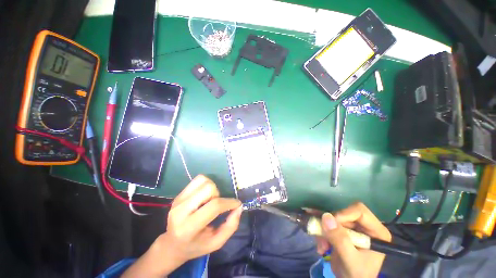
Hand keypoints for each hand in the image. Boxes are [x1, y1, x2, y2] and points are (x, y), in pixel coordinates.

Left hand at [122, 175, 241, 276]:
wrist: (172, 245)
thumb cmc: (195, 246)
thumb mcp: (216, 243)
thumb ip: (230, 226)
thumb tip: (239, 207)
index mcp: (189, 227)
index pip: (213, 206)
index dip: (229, 202)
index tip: (237, 204)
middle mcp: (181, 210)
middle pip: (208, 188)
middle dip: (218, 195)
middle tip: (216, 206)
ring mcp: (178, 200)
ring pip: (203, 180)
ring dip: (212, 189)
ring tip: (209, 201)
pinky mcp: (179, 194)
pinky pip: (198, 180)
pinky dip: (206, 184)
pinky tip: (204, 197)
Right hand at [316, 202, 391, 277]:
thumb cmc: (357, 275)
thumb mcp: (349, 259)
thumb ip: (340, 239)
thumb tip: (326, 216)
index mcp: (376, 231)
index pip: (359, 211)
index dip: (343, 214)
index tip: (331, 225)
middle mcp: (365, 226)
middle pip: (343, 214)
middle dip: (330, 226)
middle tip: (322, 237)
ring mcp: (353, 228)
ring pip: (332, 219)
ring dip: (324, 231)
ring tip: (321, 246)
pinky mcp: (342, 231)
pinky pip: (328, 224)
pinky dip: (321, 233)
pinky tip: (321, 246)